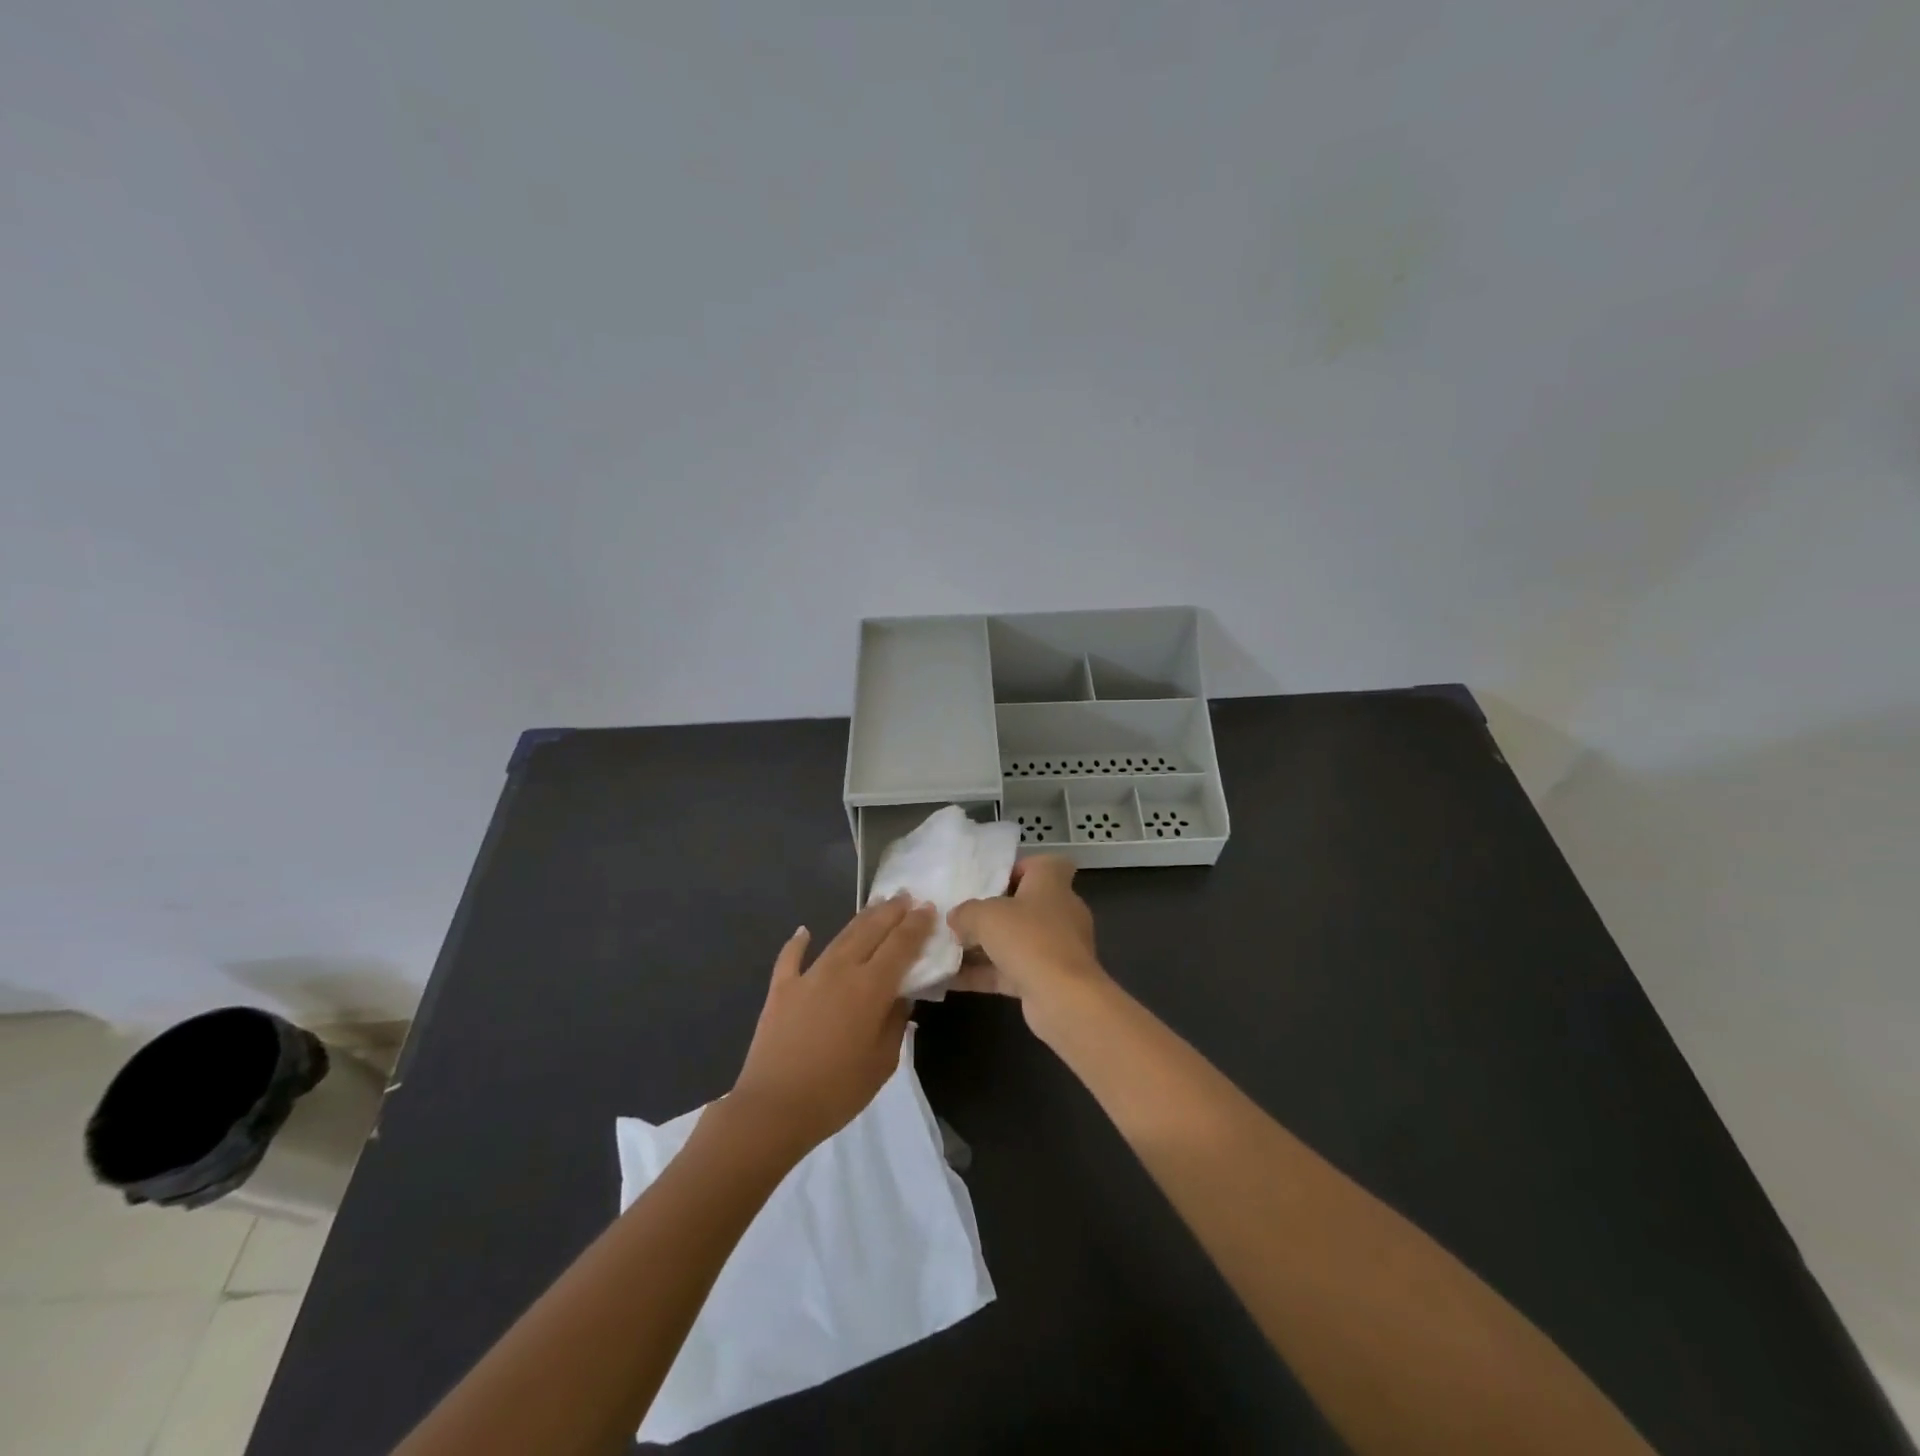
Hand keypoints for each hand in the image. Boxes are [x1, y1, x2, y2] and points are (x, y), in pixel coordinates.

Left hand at [728, 894, 933, 1155]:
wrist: (774, 1108)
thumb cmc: (837, 1091)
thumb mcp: (883, 1062)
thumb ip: (895, 1022)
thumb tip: (900, 996)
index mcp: (871, 988)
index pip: (900, 945)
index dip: (917, 925)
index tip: (929, 908)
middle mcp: (841, 970)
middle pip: (871, 931)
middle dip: (891, 911)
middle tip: (906, 896)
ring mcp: (808, 976)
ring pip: (840, 937)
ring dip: (860, 918)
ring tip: (875, 904)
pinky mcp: (781, 989)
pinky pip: (791, 958)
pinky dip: (798, 942)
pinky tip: (804, 931)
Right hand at [947, 856, 1110, 1040]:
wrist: (1063, 998)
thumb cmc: (1028, 939)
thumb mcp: (985, 916)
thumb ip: (965, 912)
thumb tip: (956, 918)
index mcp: (1052, 883)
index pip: (1043, 865)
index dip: (1018, 869)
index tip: (990, 882)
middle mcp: (1060, 912)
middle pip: (1024, 905)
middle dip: (991, 913)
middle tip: (961, 917)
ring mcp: (1056, 948)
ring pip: (1015, 940)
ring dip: (983, 946)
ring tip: (947, 948)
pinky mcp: (1048, 979)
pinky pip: (1010, 970)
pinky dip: (984, 974)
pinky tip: (949, 980)